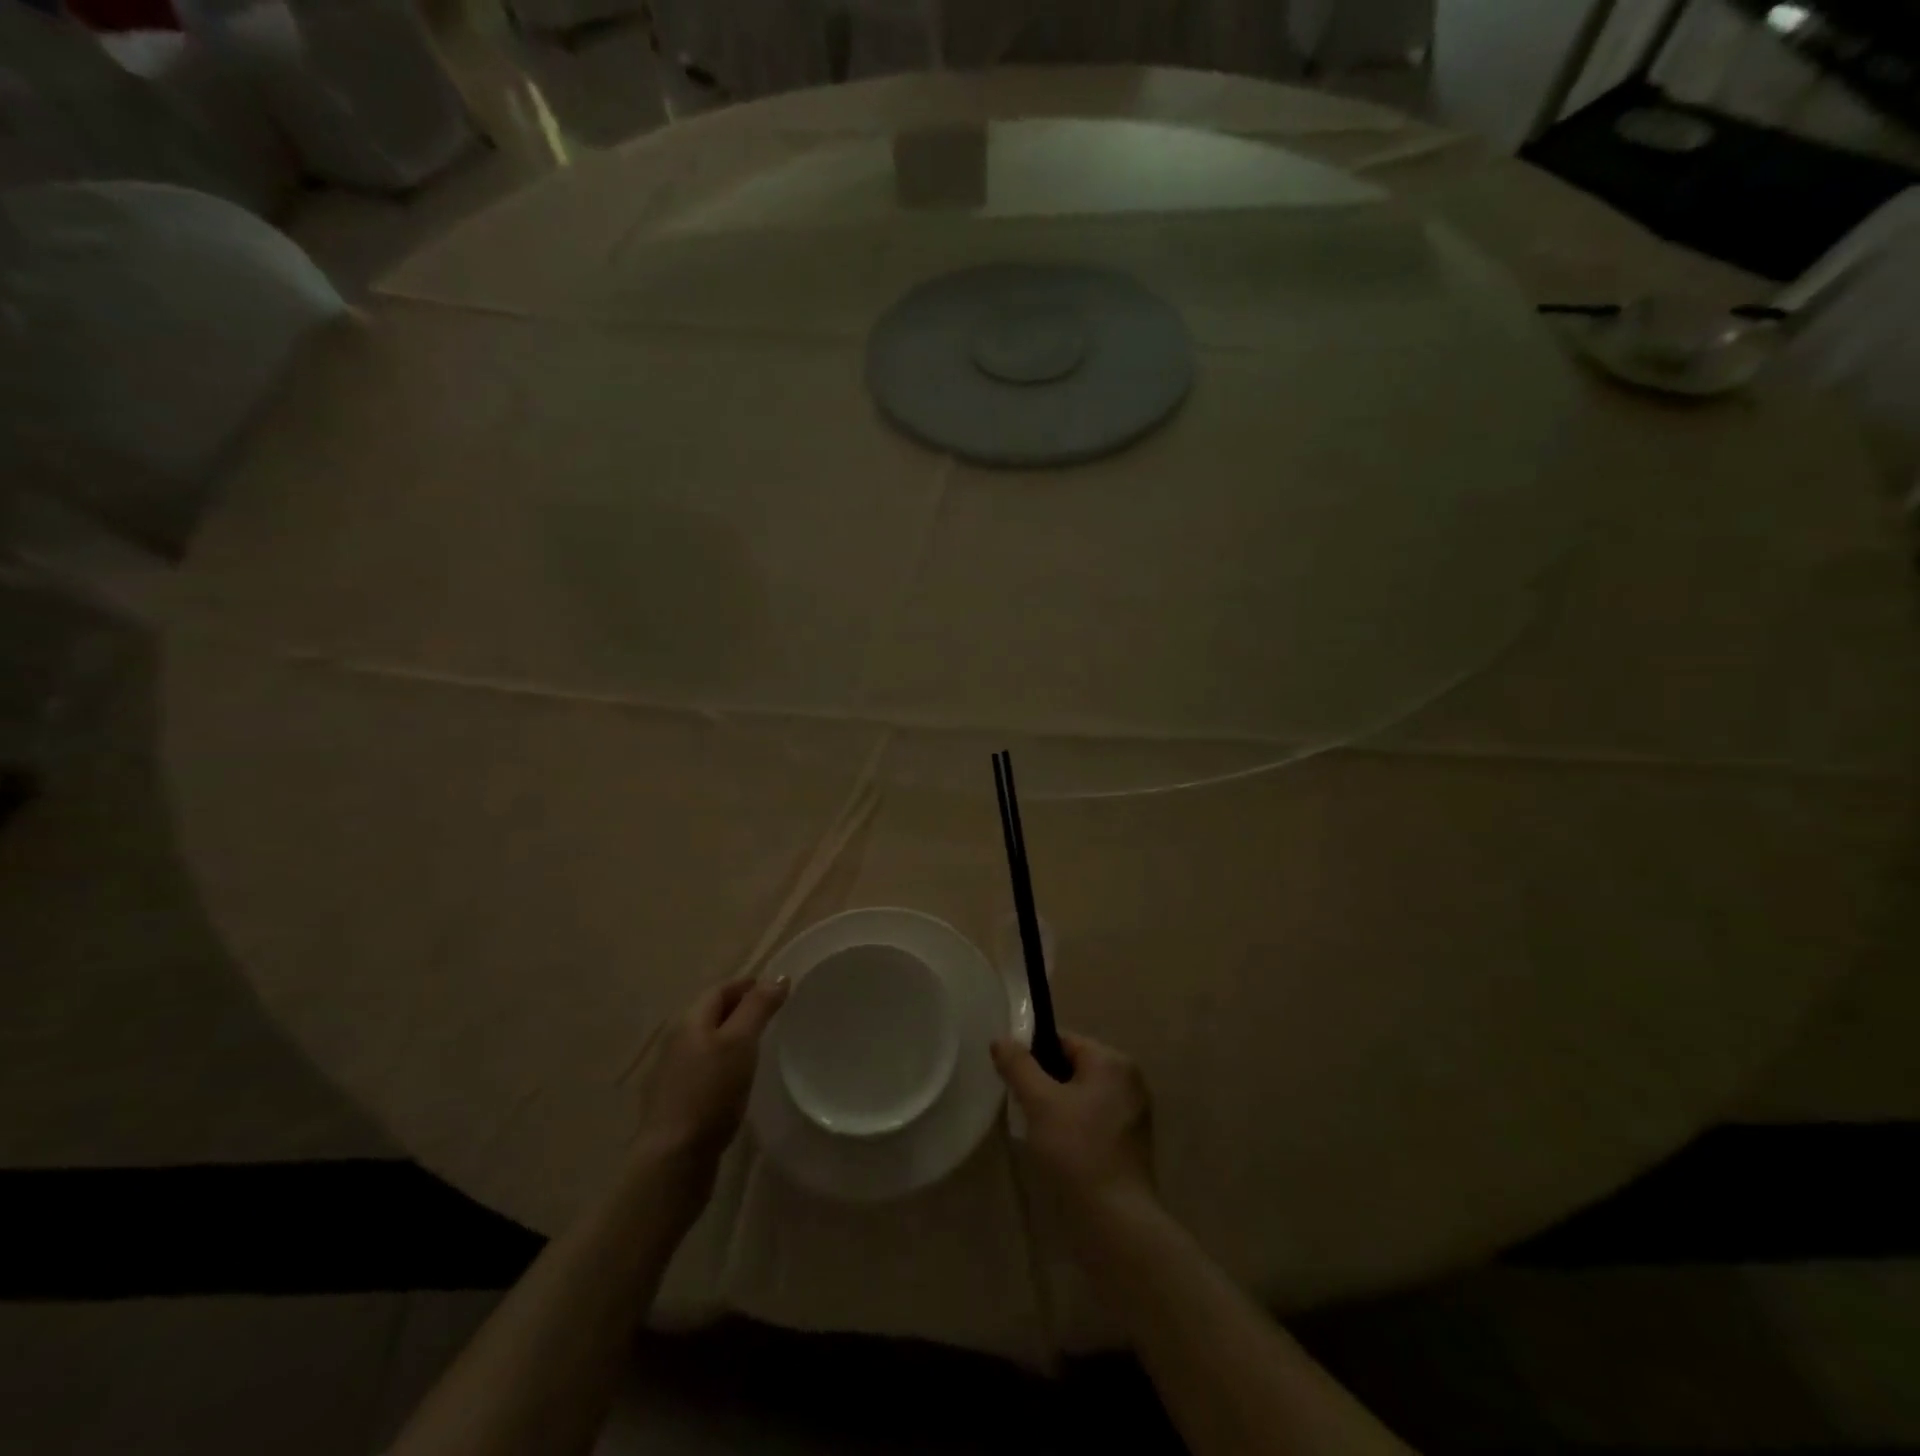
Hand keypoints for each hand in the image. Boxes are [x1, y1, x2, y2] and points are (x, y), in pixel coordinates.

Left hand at [637, 976, 788, 1161]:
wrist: (673, 1158)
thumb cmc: (711, 1091)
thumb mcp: (740, 1042)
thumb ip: (758, 1007)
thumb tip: (777, 976)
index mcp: (689, 1021)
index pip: (720, 989)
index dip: (747, 984)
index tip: (774, 989)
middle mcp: (676, 1041)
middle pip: (710, 1014)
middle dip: (738, 1008)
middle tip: (770, 1015)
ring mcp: (671, 1074)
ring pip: (705, 1043)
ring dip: (729, 1038)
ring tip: (757, 1046)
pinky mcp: (675, 1102)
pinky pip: (702, 1069)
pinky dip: (721, 1064)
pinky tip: (735, 1081)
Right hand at [992, 1031, 1154, 1221]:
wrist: (1116, 1224)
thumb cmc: (1077, 1152)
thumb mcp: (1040, 1103)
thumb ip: (1018, 1066)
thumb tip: (1001, 1039)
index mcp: (1112, 1061)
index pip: (1064, 1041)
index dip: (1033, 1055)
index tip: (1012, 1079)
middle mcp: (1128, 1080)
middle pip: (1073, 1067)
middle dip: (1044, 1084)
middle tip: (1021, 1107)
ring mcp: (1133, 1114)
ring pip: (1082, 1096)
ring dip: (1057, 1108)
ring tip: (1036, 1131)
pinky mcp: (1130, 1145)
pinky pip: (1093, 1121)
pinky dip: (1074, 1128)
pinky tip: (1057, 1151)